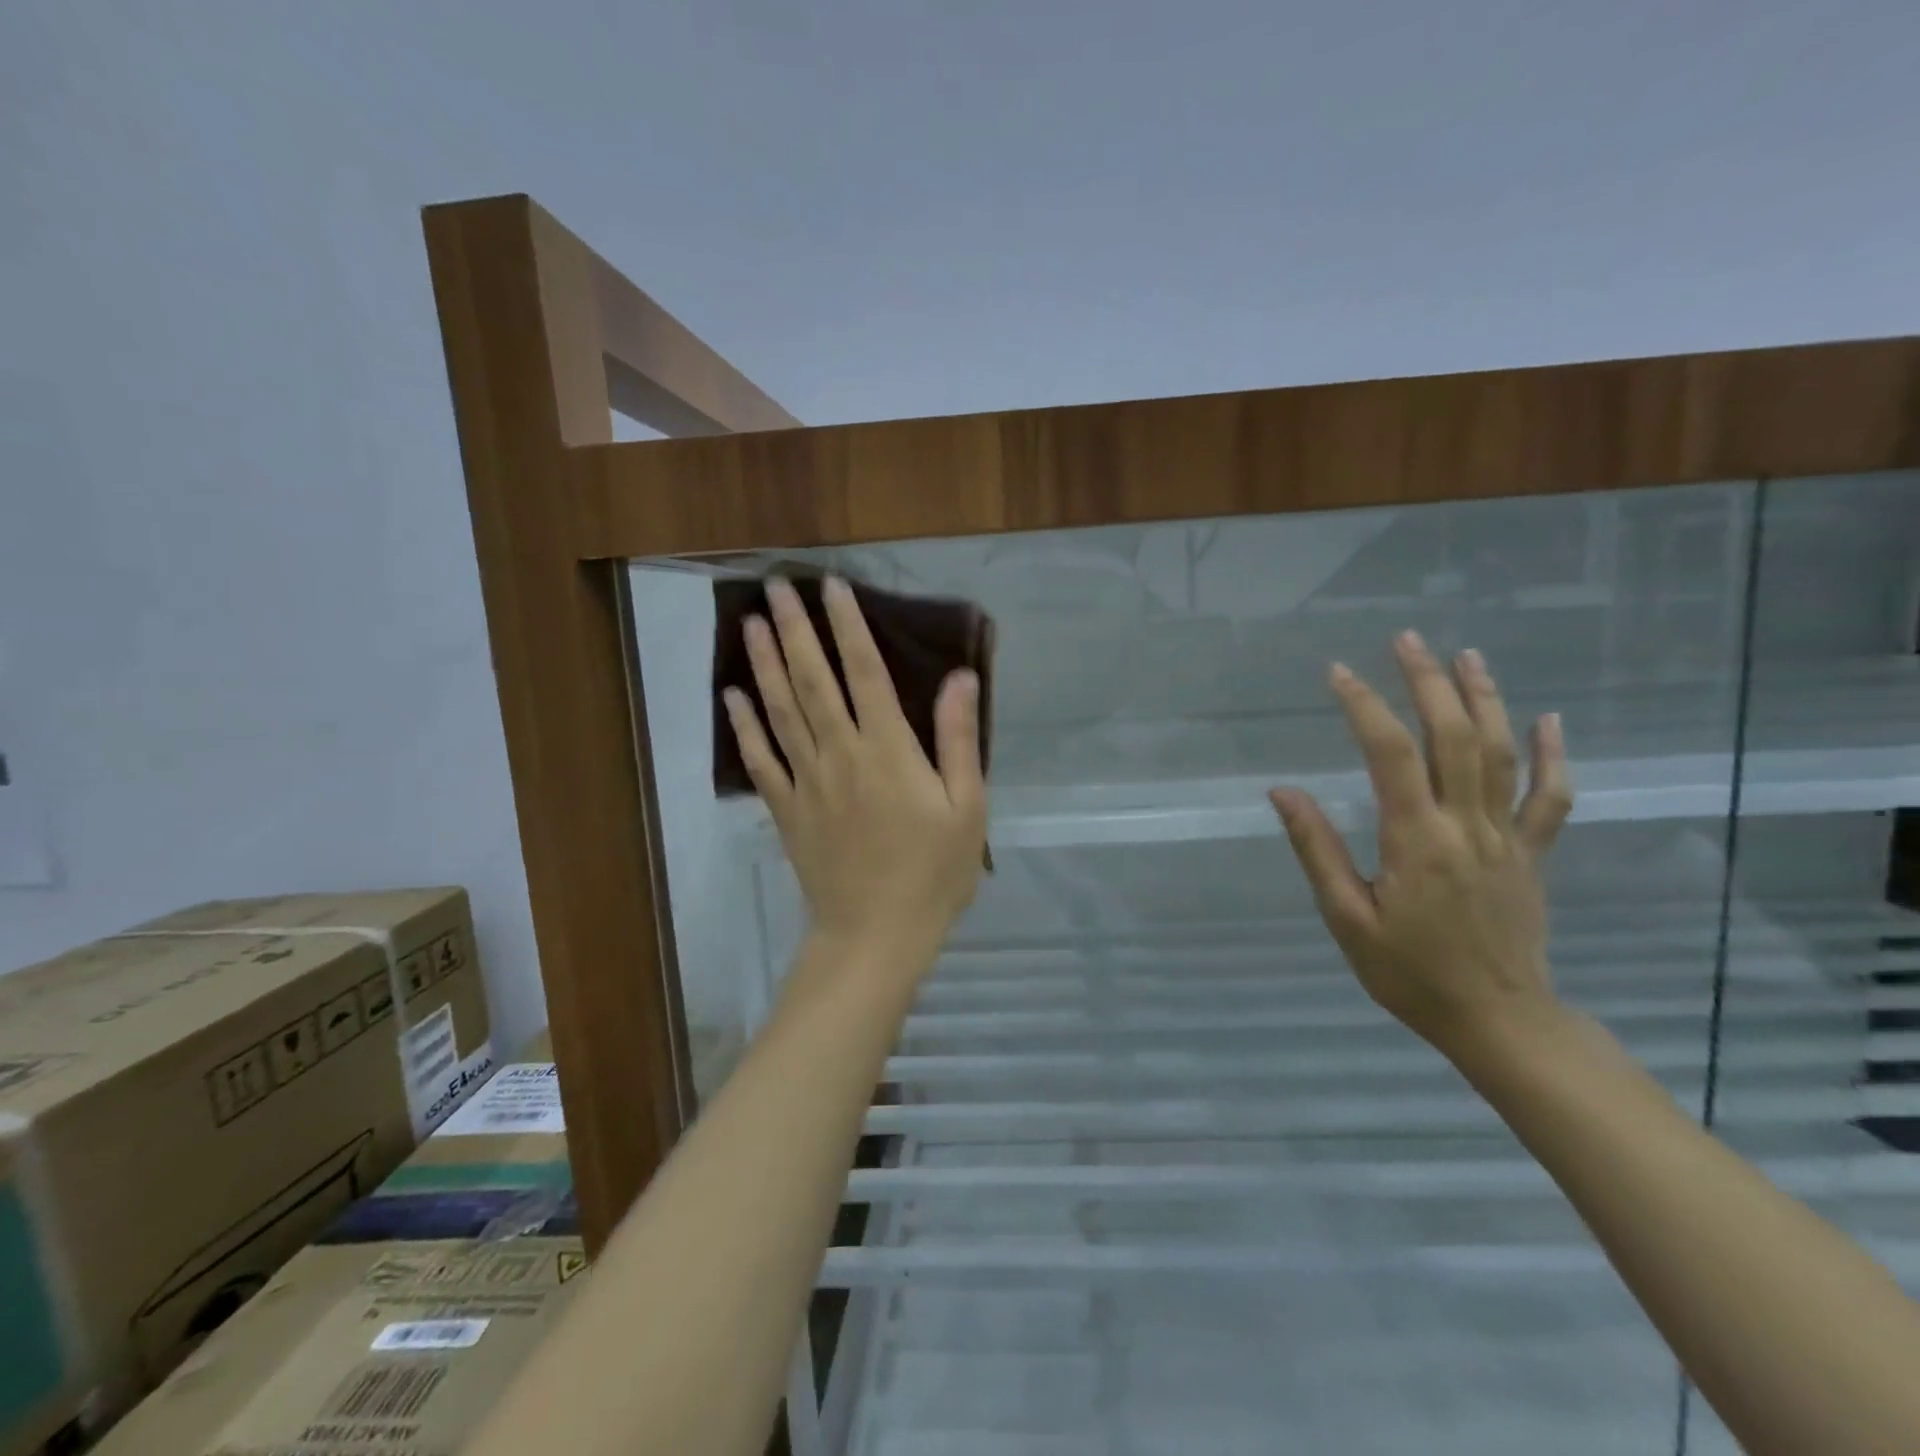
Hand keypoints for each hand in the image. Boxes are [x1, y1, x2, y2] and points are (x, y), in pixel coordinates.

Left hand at [724, 577, 987, 962]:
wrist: (877, 935)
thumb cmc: (934, 874)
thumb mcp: (967, 808)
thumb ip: (960, 740)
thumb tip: (960, 677)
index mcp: (889, 751)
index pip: (865, 673)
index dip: (848, 626)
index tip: (833, 587)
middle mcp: (841, 754)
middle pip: (812, 681)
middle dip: (795, 630)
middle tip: (776, 587)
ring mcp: (808, 782)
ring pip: (781, 712)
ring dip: (764, 664)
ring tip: (751, 623)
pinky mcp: (788, 810)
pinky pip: (761, 761)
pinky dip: (745, 727)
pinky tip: (732, 697)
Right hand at [1270, 632, 1573, 1057]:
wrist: (1500, 1021)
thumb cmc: (1409, 973)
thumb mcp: (1346, 918)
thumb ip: (1316, 849)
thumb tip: (1283, 792)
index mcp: (1416, 839)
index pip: (1389, 754)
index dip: (1364, 706)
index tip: (1338, 672)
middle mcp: (1466, 825)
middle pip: (1453, 737)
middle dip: (1428, 683)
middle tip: (1406, 640)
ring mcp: (1507, 837)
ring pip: (1503, 753)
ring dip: (1485, 699)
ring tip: (1465, 656)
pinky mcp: (1532, 853)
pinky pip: (1551, 797)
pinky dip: (1553, 755)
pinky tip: (1547, 719)